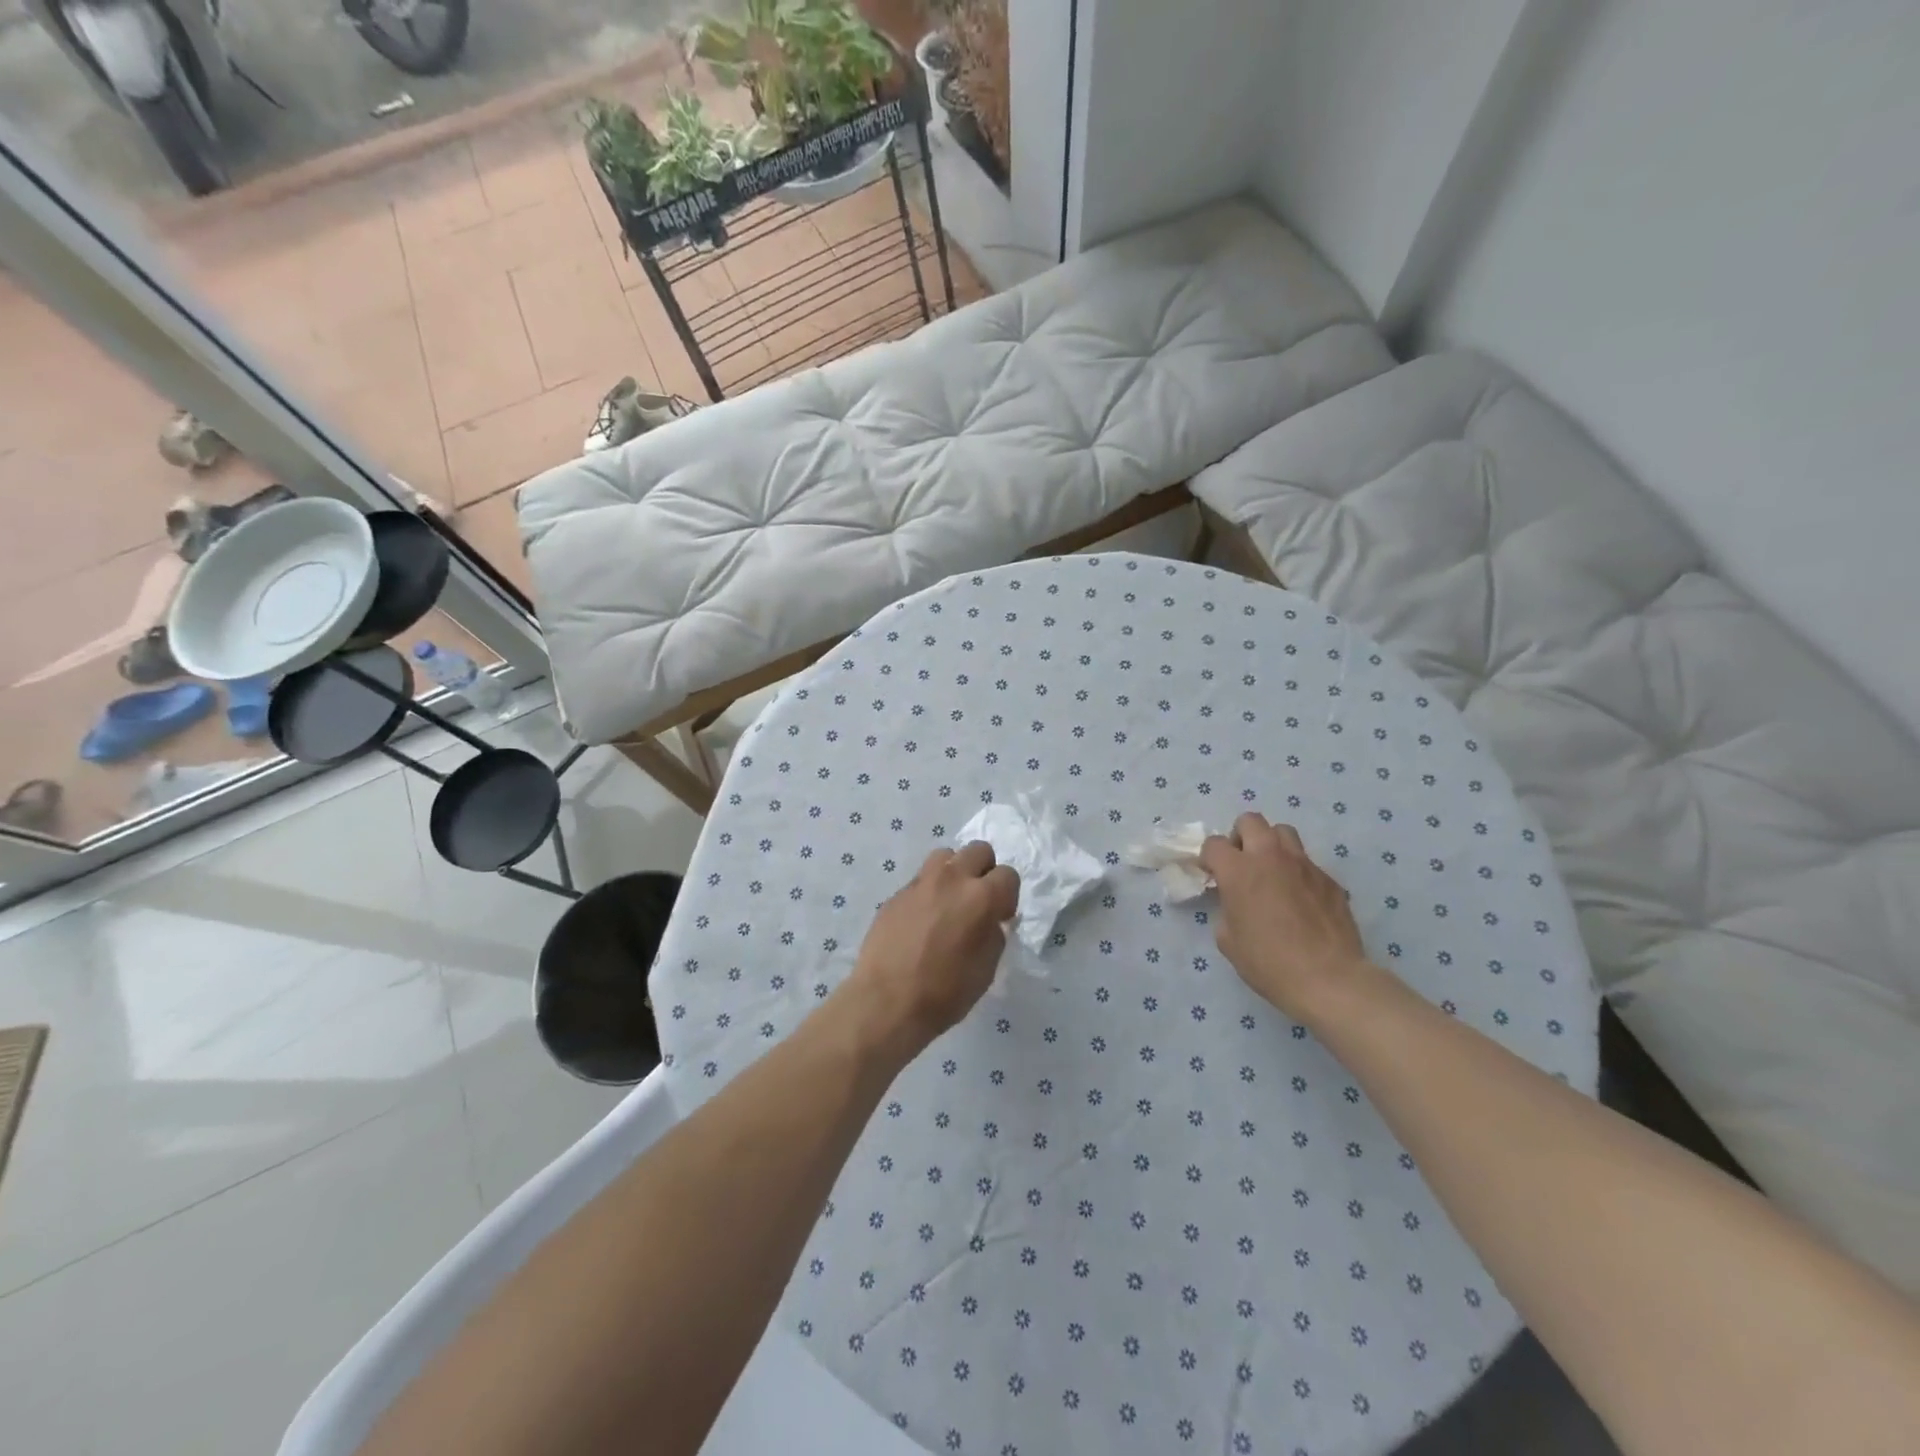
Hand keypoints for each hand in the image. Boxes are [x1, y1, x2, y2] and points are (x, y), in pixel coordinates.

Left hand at [844, 843, 1019, 1056]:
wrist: (886, 1001)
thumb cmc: (945, 992)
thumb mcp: (986, 969)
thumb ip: (994, 934)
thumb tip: (990, 921)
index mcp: (981, 897)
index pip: (1008, 874)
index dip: (1008, 896)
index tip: (1000, 917)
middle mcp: (952, 879)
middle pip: (979, 850)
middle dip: (984, 871)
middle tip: (978, 901)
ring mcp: (920, 883)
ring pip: (945, 855)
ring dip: (954, 871)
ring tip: (949, 901)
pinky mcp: (897, 893)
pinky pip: (921, 879)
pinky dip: (929, 891)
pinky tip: (923, 919)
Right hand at [1198, 813, 1369, 1020]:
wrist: (1328, 979)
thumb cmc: (1268, 962)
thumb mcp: (1228, 939)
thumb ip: (1227, 909)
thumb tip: (1236, 903)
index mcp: (1239, 870)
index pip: (1214, 843)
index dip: (1209, 858)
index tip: (1212, 875)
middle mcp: (1270, 857)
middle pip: (1250, 821)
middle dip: (1240, 836)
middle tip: (1241, 863)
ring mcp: (1304, 865)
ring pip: (1283, 832)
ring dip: (1271, 845)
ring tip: (1271, 872)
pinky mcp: (1329, 879)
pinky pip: (1307, 863)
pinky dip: (1297, 872)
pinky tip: (1299, 900)